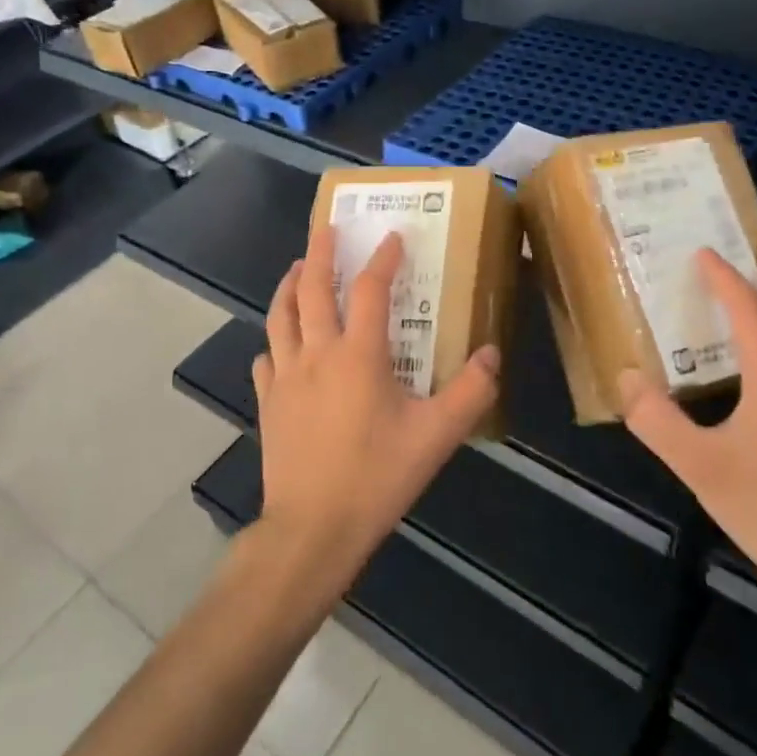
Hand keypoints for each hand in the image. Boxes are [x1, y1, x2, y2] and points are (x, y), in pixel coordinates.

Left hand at [250, 224, 501, 592]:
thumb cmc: (377, 476)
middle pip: (311, 288)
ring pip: (280, 315)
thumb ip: (471, 392)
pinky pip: (266, 358)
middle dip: (319, 252)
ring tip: (295, 268)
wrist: (313, 528)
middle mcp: (317, 353)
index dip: (383, 258)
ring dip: (288, 285)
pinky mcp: (268, 402)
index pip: (369, 290)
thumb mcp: (436, 436)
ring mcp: (285, 376)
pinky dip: (275, 341)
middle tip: (325, 227)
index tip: (391, 235)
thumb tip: (490, 354)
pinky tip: (280, 344)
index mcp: (358, 355)